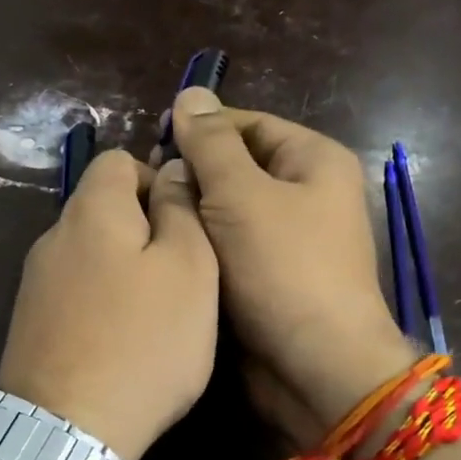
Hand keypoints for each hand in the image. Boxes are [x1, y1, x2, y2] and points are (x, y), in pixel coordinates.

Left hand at [0, 150, 218, 459]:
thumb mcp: (189, 268)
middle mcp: (52, 237)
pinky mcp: (30, 325)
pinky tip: (121, 342)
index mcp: (90, 210)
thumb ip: (182, 210)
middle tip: (181, 276)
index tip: (187, 224)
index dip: (158, 179)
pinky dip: (102, 304)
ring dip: (125, 271)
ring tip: (156, 315)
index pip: (118, 159)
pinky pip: (75, 294)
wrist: (68, 429)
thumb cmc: (143, 341)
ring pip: (90, 255)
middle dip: (145, 230)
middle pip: (103, 209)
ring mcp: (35, 284)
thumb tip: (172, 170)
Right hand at [162, 87, 415, 447]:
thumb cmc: (284, 269)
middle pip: (238, 167)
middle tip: (145, 189)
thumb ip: (210, 144)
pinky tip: (168, 252)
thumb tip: (190, 93)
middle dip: (193, 176)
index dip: (200, 130)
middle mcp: (308, 195)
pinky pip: (231, 250)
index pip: (248, 125)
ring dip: (193, 215)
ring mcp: (291, 240)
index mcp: (314, 160)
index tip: (151, 144)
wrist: (316, 366)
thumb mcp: (241, 195)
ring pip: (229, 212)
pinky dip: (203, 249)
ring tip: (148, 220)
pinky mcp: (273, 279)